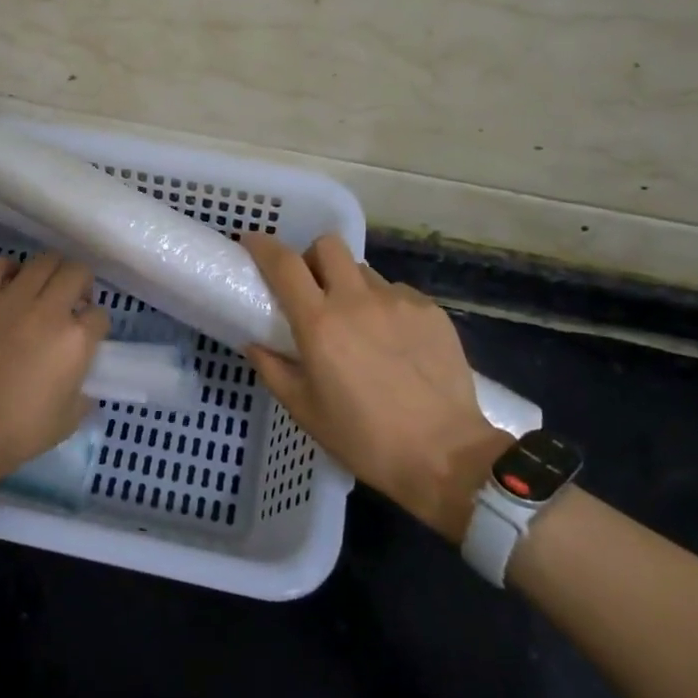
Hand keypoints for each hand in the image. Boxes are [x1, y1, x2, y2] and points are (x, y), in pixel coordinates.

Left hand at [0, 252, 108, 494]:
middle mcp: (50, 310)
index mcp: (77, 339)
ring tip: (43, 288)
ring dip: (50, 272)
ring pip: (43, 261)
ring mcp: (13, 299)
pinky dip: (8, 268)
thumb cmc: (21, 432)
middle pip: (77, 273)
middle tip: (72, 301)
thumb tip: (82, 387)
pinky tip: (9, 284)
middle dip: (81, 284)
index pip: (100, 314)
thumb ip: (83, 395)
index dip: (95, 323)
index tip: (87, 333)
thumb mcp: (69, 419)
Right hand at [243, 233, 506, 542]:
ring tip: (358, 322)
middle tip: (313, 288)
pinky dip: (384, 306)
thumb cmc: (366, 439)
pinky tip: (393, 341)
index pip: (284, 264)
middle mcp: (356, 300)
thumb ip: (274, 370)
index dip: (263, 246)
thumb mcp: (306, 412)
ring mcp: (398, 301)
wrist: (446, 455)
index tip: (252, 242)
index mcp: (320, 323)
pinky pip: (396, 292)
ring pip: (364, 270)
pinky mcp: (430, 310)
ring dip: (350, 285)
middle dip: (313, 257)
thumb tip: (254, 343)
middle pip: (328, 245)